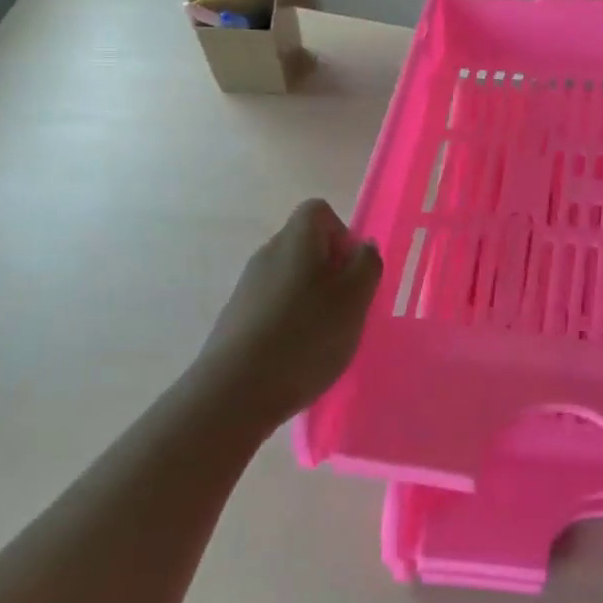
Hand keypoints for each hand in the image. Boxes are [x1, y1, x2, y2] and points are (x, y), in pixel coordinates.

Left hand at [197, 199, 382, 424]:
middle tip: (347, 308)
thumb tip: (362, 246)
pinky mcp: (237, 318)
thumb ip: (367, 264)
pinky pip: (274, 305)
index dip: (342, 234)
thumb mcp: (355, 298)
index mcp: (297, 239)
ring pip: (291, 277)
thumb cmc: (306, 336)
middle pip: (306, 245)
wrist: (234, 392)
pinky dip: (292, 321)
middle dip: (332, 271)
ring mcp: (248, 286)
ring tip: (325, 337)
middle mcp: (268, 253)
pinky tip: (298, 354)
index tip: (352, 271)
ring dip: (313, 299)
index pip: (319, 211)